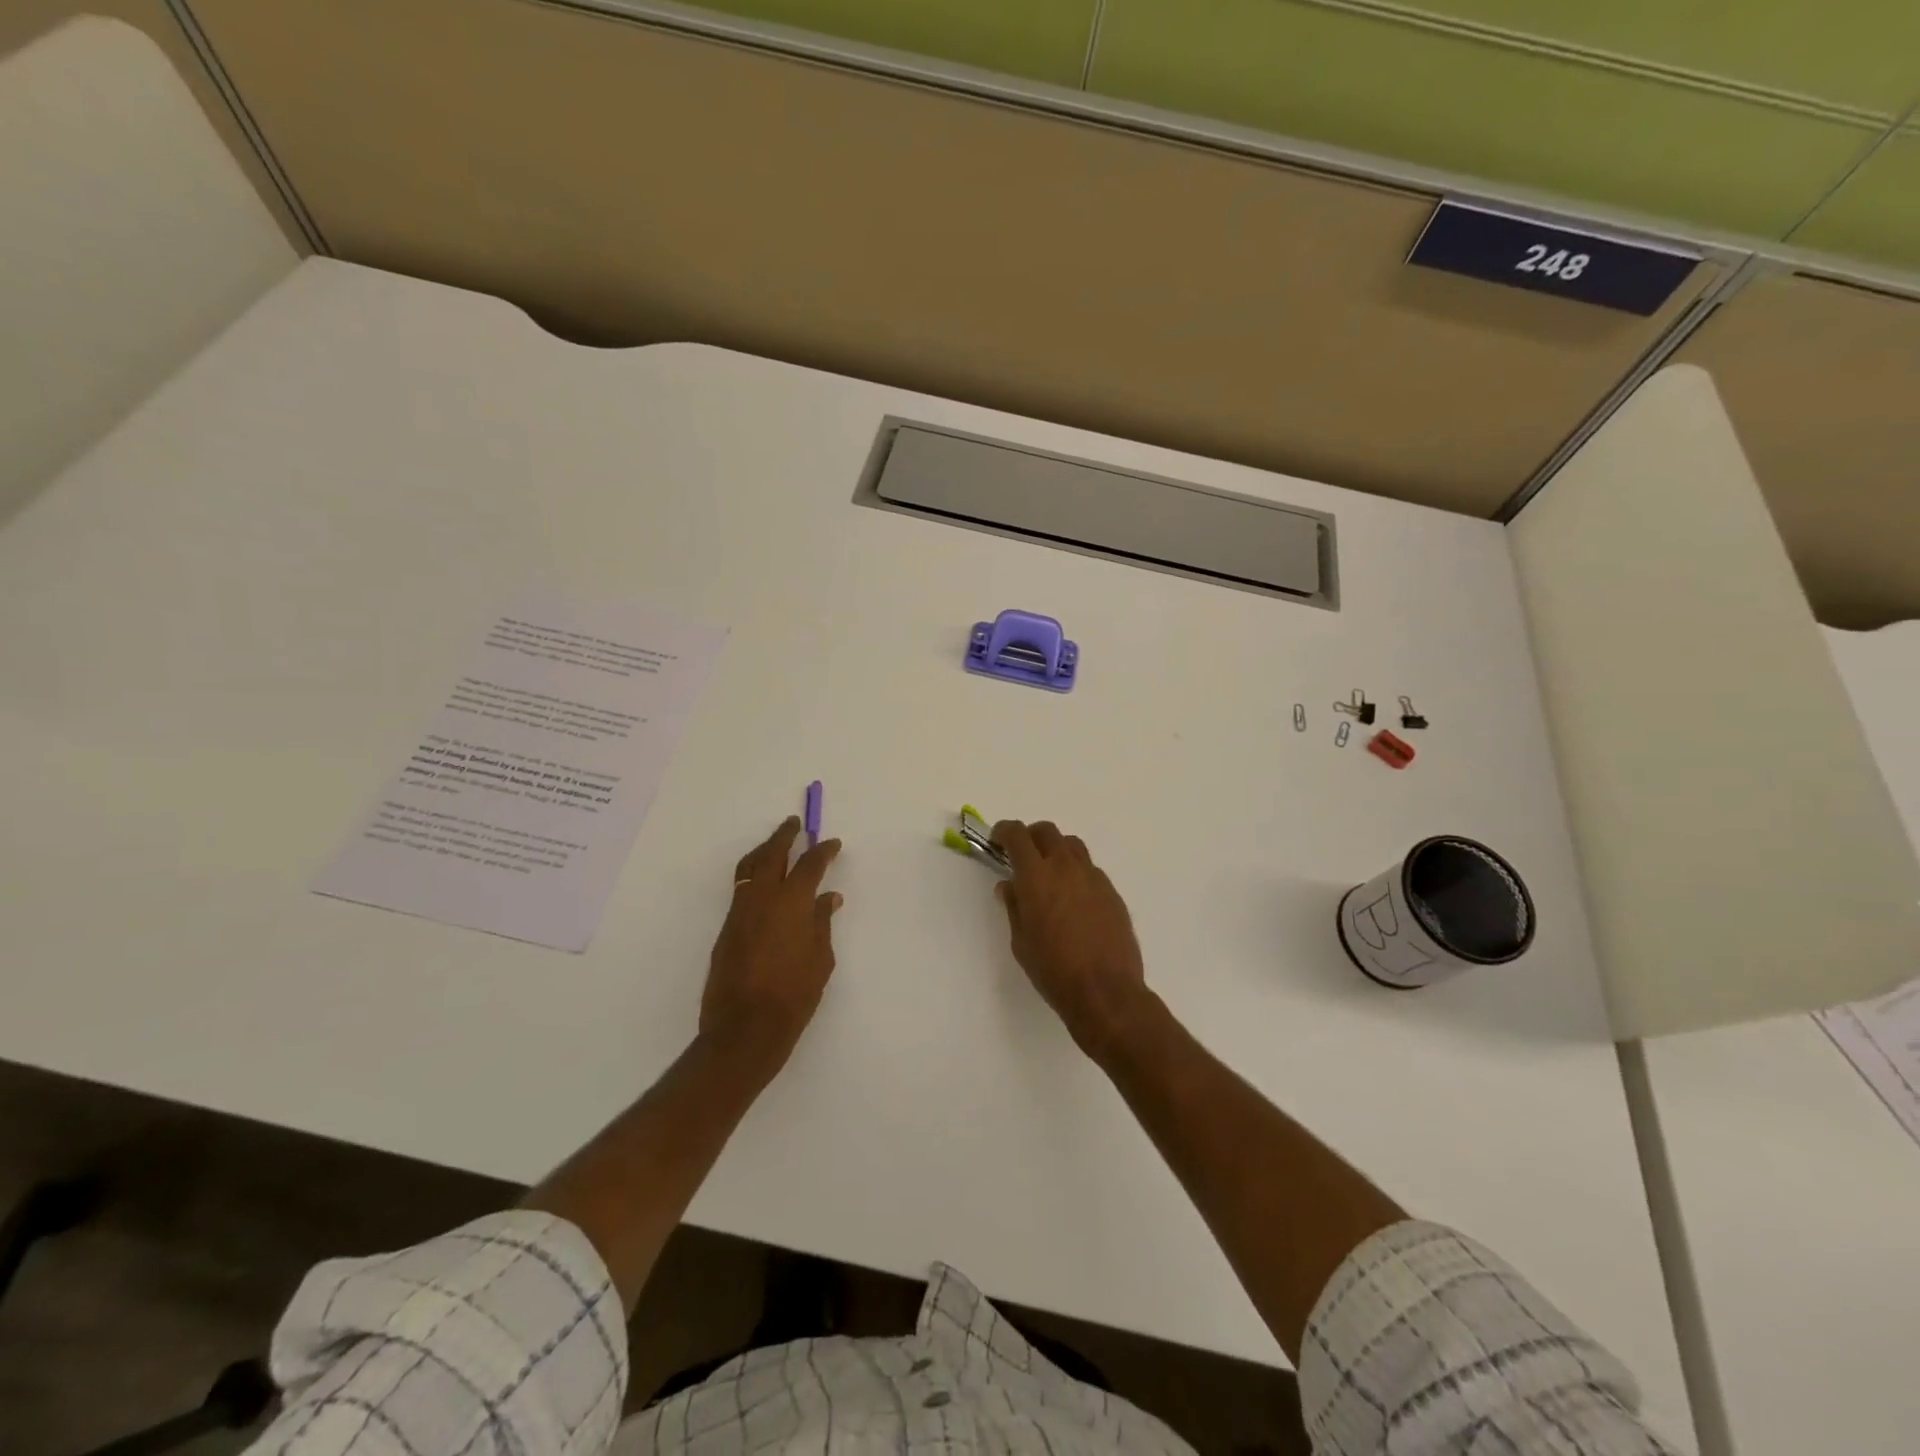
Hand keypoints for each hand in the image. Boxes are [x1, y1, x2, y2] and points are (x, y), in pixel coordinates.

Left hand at [701, 817, 842, 1076]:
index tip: (833, 843)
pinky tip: (765, 884)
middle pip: (772, 853)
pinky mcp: (726, 928)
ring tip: (775, 845)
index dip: (823, 851)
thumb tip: (828, 899)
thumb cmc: (794, 996)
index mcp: (792, 902)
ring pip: (750, 867)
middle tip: (794, 824)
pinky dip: (754, 875)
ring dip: (764, 851)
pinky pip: (742, 888)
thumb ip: (822, 923)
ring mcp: (740, 911)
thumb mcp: (821, 959)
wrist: (745, 1029)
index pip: (810, 864)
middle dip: (784, 835)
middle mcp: (763, 898)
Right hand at [991, 821, 1152, 1059]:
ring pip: (1072, 845)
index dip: (1004, 831)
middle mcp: (1066, 867)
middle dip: (1030, 836)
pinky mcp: (1112, 892)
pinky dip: (1076, 872)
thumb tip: (1009, 886)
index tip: (997, 839)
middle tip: (1021, 855)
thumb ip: (1014, 907)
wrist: (1106, 992)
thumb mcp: (1021, 942)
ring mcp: (1093, 877)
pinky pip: (1090, 869)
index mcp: (1036, 876)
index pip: (1017, 835)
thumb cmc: (1053, 970)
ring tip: (1049, 873)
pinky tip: (1073, 899)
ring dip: (1056, 850)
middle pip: (1047, 831)